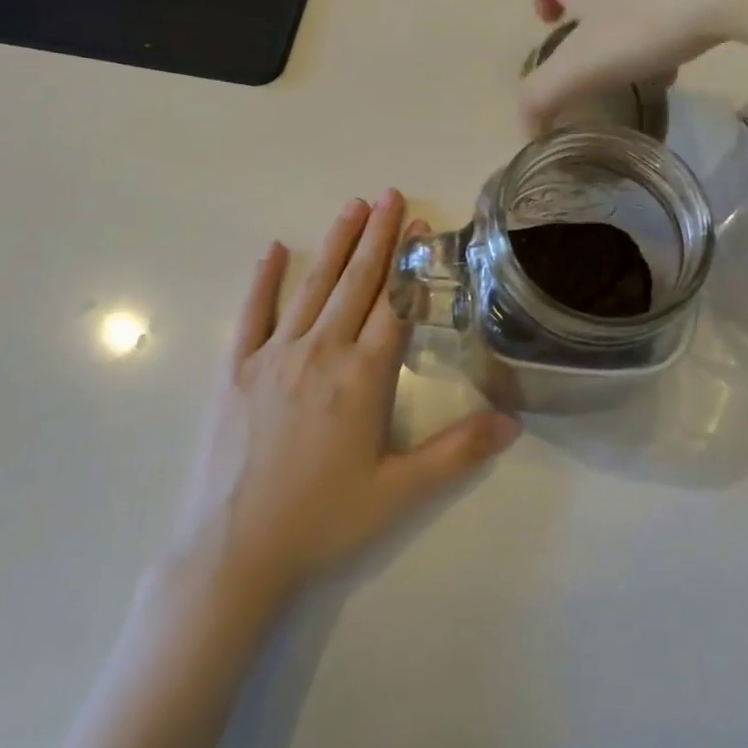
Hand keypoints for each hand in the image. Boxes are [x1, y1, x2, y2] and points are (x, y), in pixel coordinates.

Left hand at [163, 190, 520, 617]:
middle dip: (376, 236)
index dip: (411, 263)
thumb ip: (458, 452)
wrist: (233, 553)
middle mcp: (320, 352)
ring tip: (352, 206)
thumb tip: (514, 420)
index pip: (395, 304)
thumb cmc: (321, 521)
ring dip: (334, 243)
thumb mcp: (399, 493)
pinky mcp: (237, 370)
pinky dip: (265, 280)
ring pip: (312, 287)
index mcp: (361, 376)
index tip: (422, 225)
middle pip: (356, 283)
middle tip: (391, 194)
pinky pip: (253, 313)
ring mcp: (273, 356)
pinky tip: (274, 249)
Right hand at [515, 0, 745, 133]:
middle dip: (591, 9)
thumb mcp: (585, 67)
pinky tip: (695, 33)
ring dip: (633, 9)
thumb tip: (525, 126)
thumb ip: (545, 96)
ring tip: (654, 51)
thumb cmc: (647, 18)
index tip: (554, 24)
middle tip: (606, 50)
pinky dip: (674, 2)